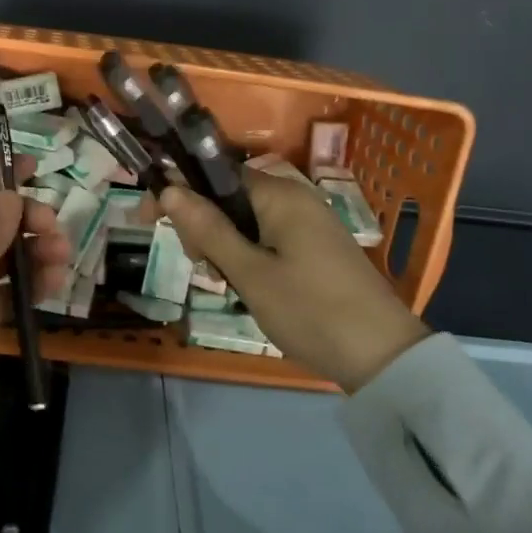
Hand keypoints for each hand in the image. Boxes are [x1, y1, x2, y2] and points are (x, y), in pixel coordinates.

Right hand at [161, 172, 427, 390]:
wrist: (383, 357)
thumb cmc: (310, 310)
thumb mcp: (250, 272)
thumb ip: (208, 229)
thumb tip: (169, 189)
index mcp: (279, 195)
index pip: (214, 175)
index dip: (178, 193)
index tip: (148, 220)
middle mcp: (295, 199)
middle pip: (228, 198)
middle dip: (203, 227)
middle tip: (203, 268)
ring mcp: (308, 225)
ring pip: (244, 223)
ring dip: (224, 248)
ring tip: (225, 284)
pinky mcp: (315, 249)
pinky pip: (266, 239)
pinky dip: (248, 257)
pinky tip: (246, 287)